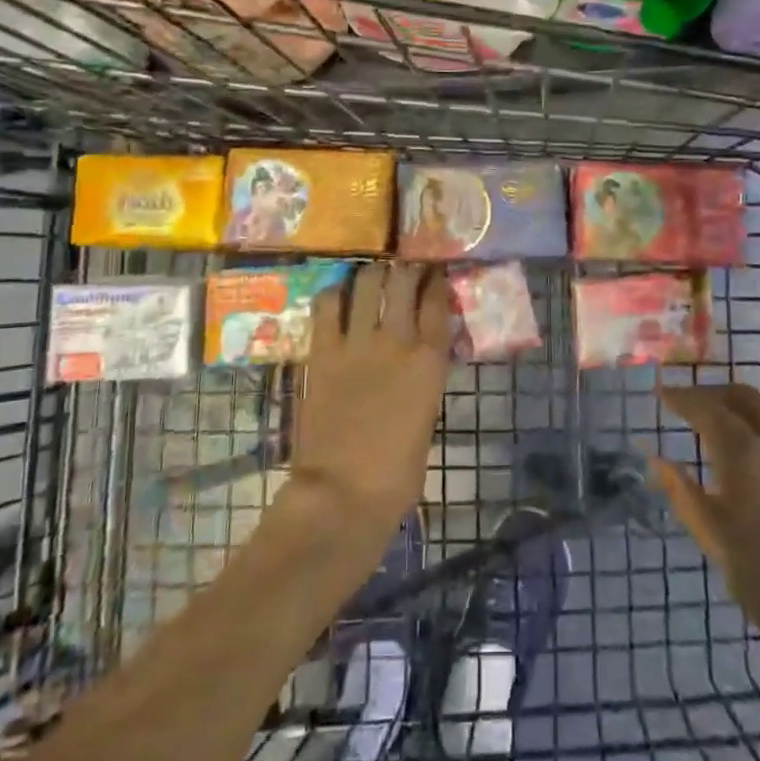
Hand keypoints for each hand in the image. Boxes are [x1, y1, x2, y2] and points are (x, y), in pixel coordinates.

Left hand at [292, 262, 452, 542]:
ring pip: (367, 284)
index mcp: (429, 361)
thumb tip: (420, 360)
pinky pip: (327, 307)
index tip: (435, 273)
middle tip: (404, 268)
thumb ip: (424, 380)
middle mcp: (396, 341)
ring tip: (374, 273)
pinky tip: (338, 294)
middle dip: (406, 268)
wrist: (343, 493)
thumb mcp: (426, 418)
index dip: (437, 282)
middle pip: (403, 281)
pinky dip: (335, 293)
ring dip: (372, 273)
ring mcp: (356, 343)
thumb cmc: (397, 472)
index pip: (437, 302)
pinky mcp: (322, 353)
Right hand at [652, 383, 759, 689]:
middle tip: (692, 406)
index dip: (682, 397)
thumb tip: (659, 461)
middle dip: (715, 395)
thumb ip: (688, 499)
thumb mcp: (722, 549)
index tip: (663, 394)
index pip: (707, 408)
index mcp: (748, 457)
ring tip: (728, 431)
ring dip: (746, 411)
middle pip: (746, 398)